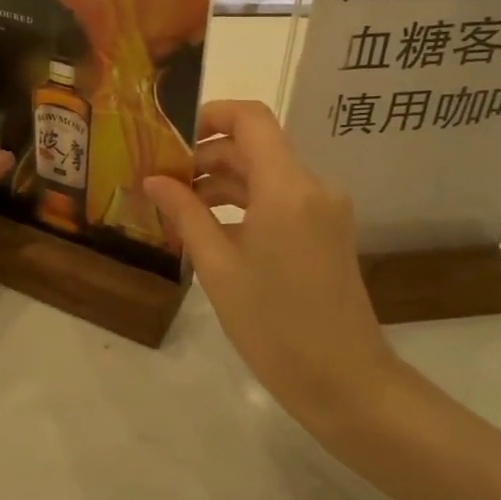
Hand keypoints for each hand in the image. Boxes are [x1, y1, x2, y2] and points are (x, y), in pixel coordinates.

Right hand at [145, 101, 398, 435]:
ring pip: (265, 174)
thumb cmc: (274, 326)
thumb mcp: (218, 268)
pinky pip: (280, 199)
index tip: (172, 138)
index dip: (210, 114)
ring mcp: (324, 208)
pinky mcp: (327, 230)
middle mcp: (312, 185)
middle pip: (254, 146)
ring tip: (179, 209)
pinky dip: (245, 204)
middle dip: (206, 157)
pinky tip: (211, 230)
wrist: (347, 384)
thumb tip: (153, 180)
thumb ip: (185, 214)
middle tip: (162, 181)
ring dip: (223, 182)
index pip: (251, 118)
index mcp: (287, 187)